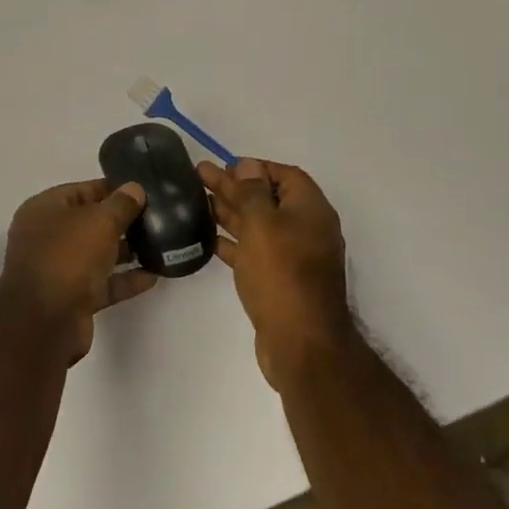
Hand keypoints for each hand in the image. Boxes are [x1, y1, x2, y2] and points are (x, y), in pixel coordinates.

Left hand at [0, 180, 158, 364]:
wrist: (45, 323)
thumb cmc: (68, 257)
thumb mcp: (99, 221)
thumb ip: (121, 204)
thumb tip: (135, 188)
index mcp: (44, 210)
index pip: (81, 190)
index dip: (112, 188)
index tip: (143, 190)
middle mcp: (47, 237)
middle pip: (89, 222)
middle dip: (121, 220)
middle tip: (157, 217)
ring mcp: (58, 269)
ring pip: (97, 254)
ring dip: (126, 251)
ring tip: (160, 244)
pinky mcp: (72, 299)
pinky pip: (102, 283)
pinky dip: (125, 279)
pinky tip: (154, 275)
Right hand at [200, 159, 351, 387]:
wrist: (301, 343)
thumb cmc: (282, 274)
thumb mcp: (263, 224)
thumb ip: (252, 192)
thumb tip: (249, 166)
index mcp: (310, 210)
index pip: (285, 175)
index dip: (255, 167)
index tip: (225, 166)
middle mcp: (306, 230)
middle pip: (267, 199)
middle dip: (235, 186)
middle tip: (200, 175)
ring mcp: (293, 258)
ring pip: (258, 225)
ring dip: (231, 212)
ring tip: (198, 200)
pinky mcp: (280, 282)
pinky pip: (255, 252)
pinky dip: (234, 243)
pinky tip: (209, 238)